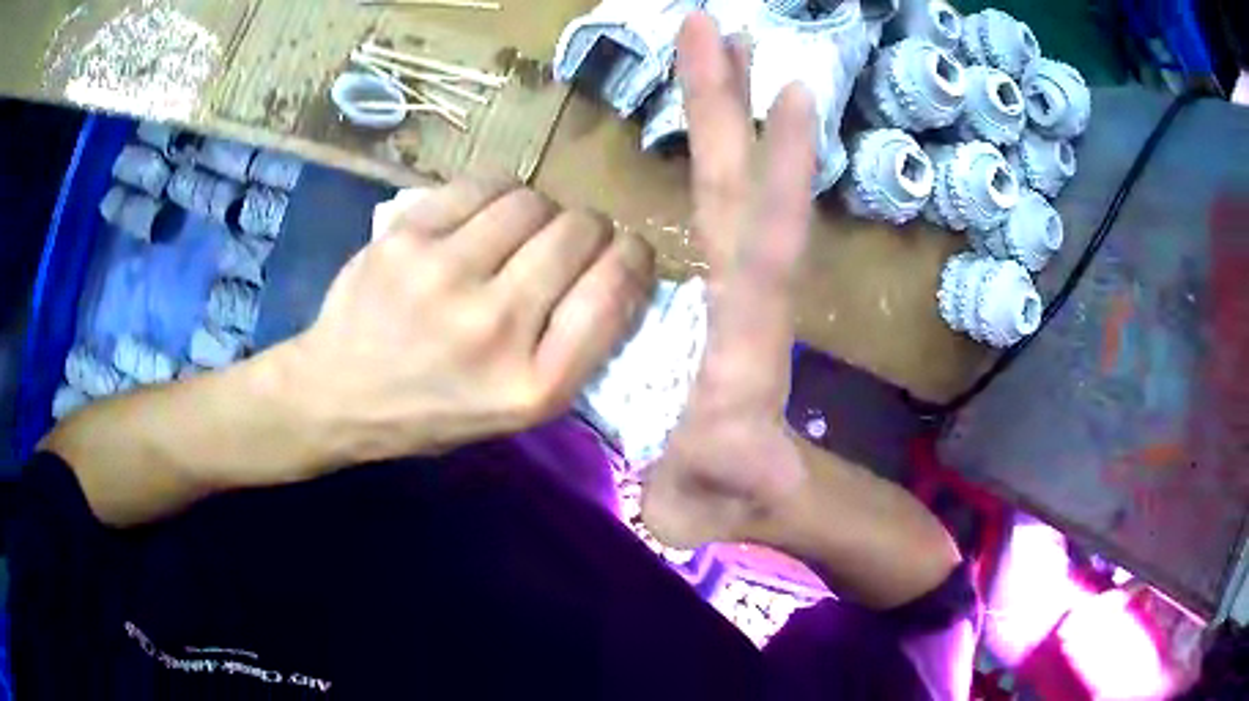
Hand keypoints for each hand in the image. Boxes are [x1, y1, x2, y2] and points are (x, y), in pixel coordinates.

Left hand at [286, 179, 654, 464]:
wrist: (338, 394)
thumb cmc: (433, 410)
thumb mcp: (517, 411)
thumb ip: (574, 347)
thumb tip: (619, 268)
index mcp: (533, 386)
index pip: (613, 292)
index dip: (633, 257)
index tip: (627, 252)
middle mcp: (494, 328)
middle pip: (579, 232)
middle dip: (589, 229)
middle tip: (568, 241)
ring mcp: (444, 275)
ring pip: (533, 201)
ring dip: (541, 211)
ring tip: (518, 232)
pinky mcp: (406, 237)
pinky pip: (484, 185)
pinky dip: (498, 193)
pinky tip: (485, 214)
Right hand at [642, 14, 818, 547]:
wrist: (753, 497)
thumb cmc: (729, 500)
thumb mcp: (711, 503)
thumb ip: (721, 480)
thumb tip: (728, 449)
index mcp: (743, 340)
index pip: (766, 240)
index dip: (780, 167)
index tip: (789, 86)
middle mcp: (749, 295)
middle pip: (741, 184)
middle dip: (729, 103)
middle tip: (716, 27)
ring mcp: (738, 285)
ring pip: (734, 183)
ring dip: (724, 111)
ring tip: (717, 47)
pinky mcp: (725, 287)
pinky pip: (723, 205)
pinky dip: (718, 153)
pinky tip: (708, 124)